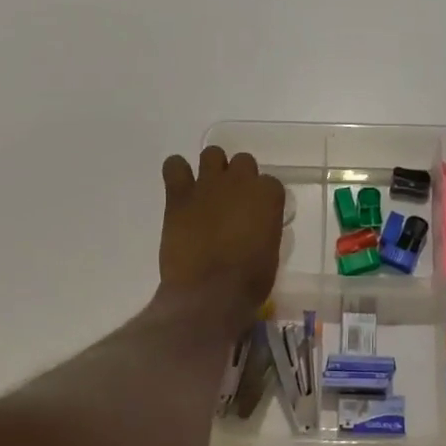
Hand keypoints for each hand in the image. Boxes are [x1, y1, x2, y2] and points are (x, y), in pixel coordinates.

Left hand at [159, 146, 284, 322]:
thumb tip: (254, 225)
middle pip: (243, 162)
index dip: (262, 199)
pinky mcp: (179, 195)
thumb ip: (264, 227)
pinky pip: (175, 166)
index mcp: (268, 195)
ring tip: (206, 192)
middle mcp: (240, 181)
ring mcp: (208, 184)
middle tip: (232, 203)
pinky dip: (177, 172)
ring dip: (212, 169)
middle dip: (238, 179)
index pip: (270, 183)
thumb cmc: (249, 280)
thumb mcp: (270, 251)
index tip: (257, 215)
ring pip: (212, 154)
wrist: (210, 292)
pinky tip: (180, 188)